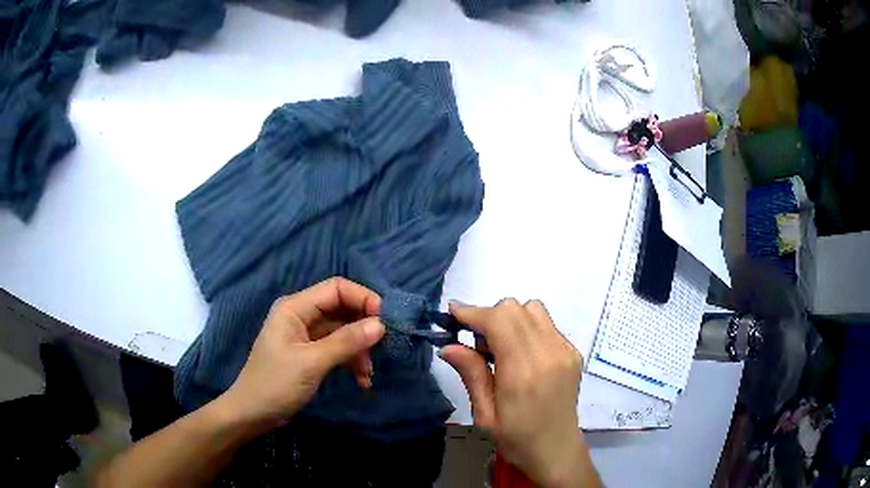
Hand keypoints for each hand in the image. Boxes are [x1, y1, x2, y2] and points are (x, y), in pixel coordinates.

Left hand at [219, 278, 385, 428]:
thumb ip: (346, 342)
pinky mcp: (310, 353)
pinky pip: (337, 348)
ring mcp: (306, 335)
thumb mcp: (312, 362)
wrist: (253, 413)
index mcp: (294, 307)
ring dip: (359, 349)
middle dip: (364, 326)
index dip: (363, 298)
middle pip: (341, 309)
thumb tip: (381, 324)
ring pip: (342, 331)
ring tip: (368, 372)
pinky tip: (362, 381)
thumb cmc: (276, 384)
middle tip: (384, 345)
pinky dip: (351, 361)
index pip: (336, 288)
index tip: (387, 319)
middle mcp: (301, 315)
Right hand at [440, 299, 597, 487]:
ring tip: (500, 347)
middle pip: (515, 308)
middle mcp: (549, 354)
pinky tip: (521, 354)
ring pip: (533, 309)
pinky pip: (546, 324)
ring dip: (510, 318)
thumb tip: (449, 345)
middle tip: (476, 343)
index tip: (453, 314)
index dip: (473, 312)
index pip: (499, 321)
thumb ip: (471, 375)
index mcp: (524, 373)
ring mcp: (565, 351)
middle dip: (489, 316)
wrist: (557, 450)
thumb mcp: (485, 415)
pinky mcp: (574, 352)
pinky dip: (527, 328)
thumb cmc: (516, 439)